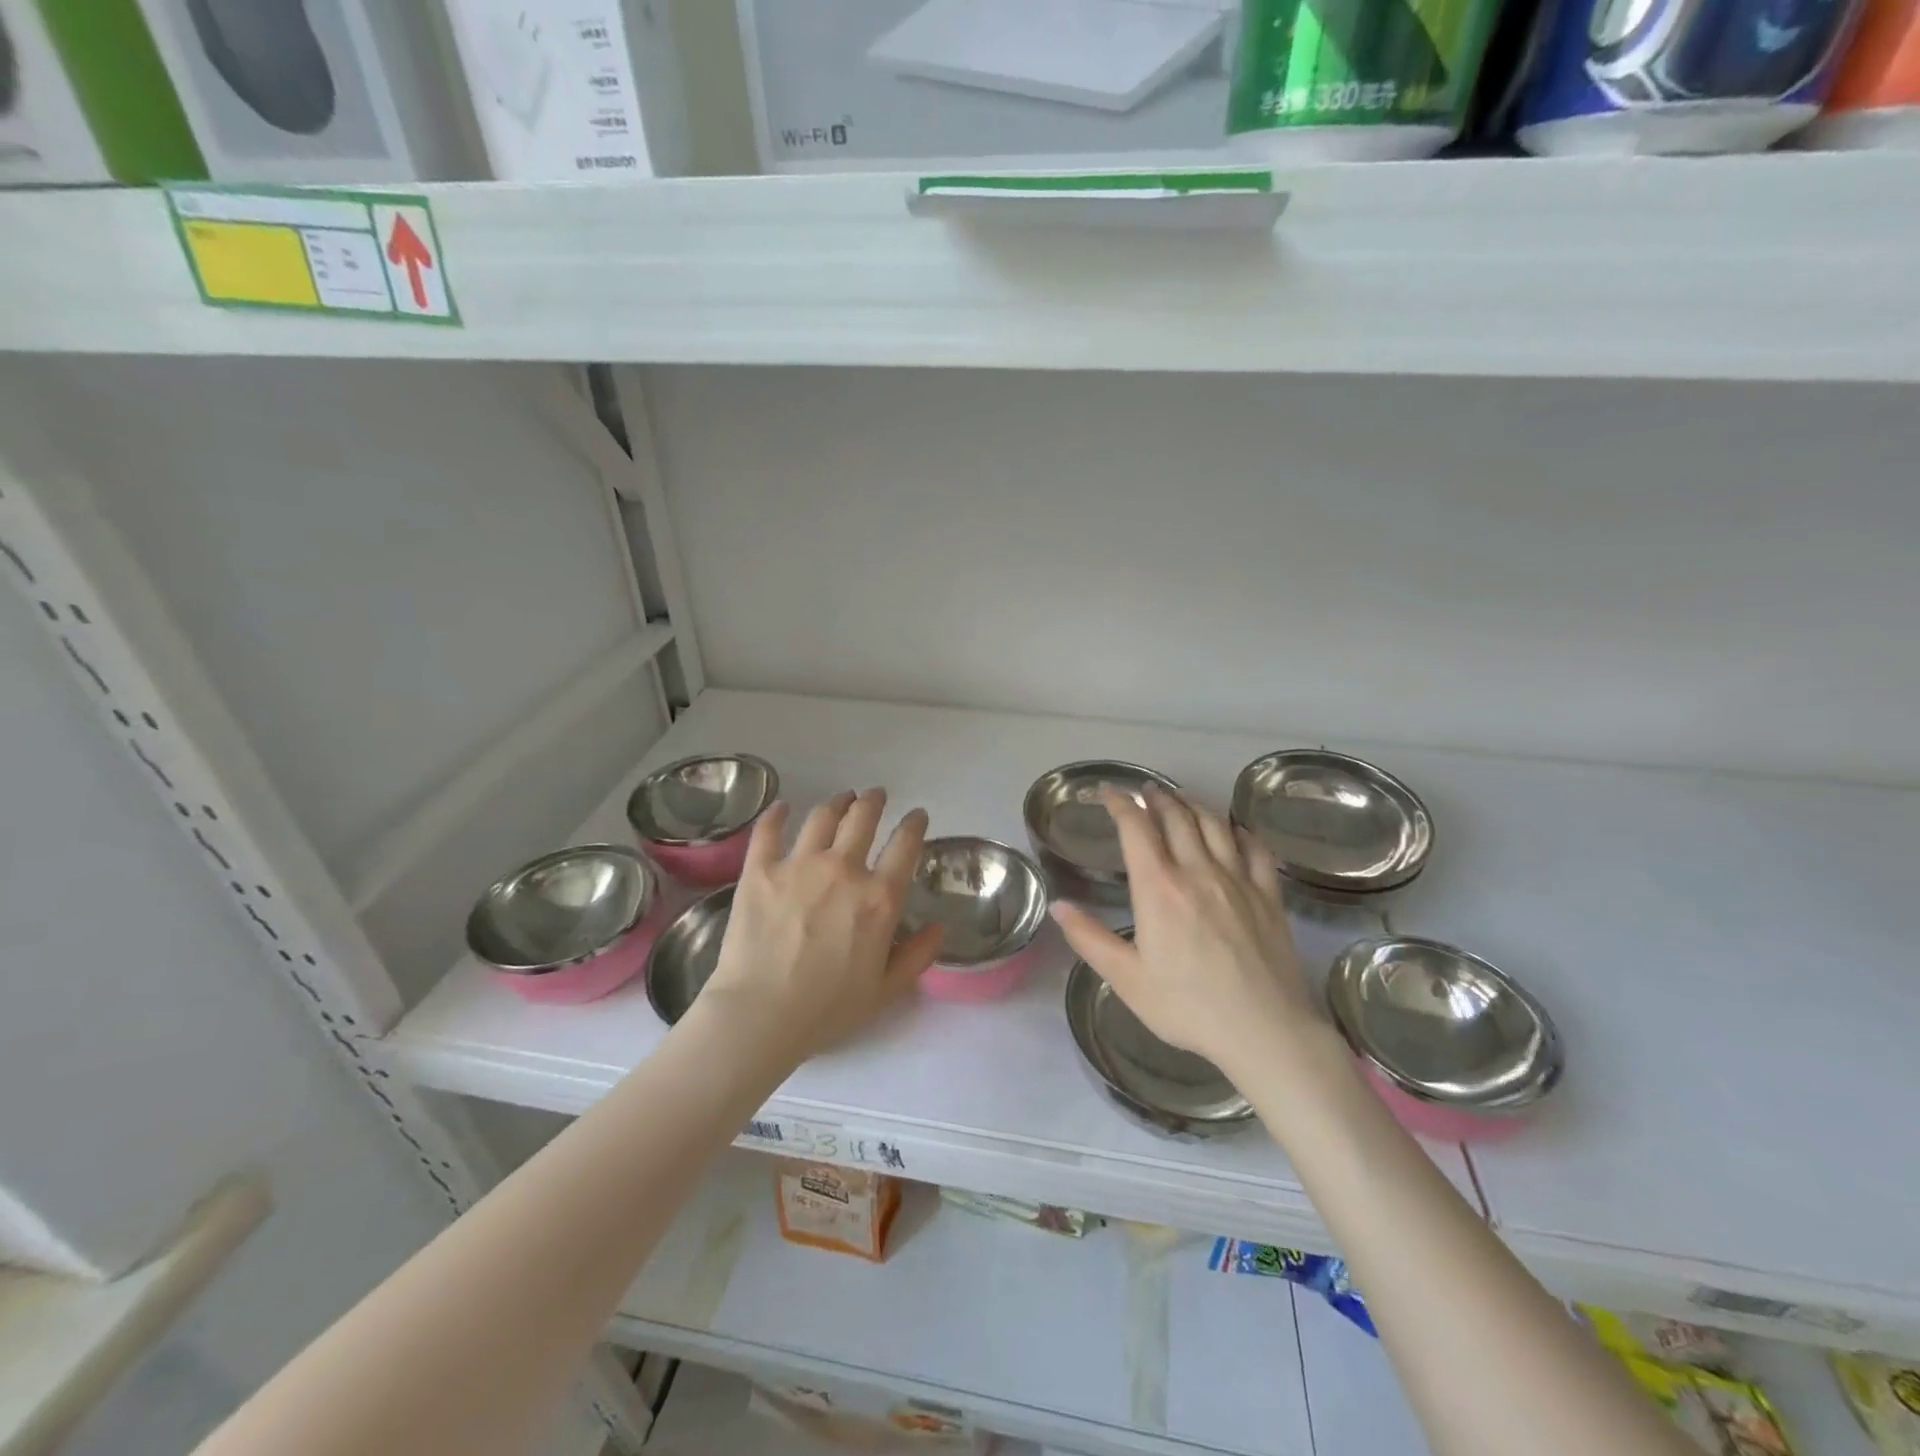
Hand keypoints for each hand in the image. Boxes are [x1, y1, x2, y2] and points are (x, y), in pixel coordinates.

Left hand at [695, 788, 942, 1064]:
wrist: (759, 1016)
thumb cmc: (827, 1010)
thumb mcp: (886, 990)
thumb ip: (917, 956)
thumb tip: (938, 927)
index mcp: (879, 898)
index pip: (905, 845)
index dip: (914, 824)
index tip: (916, 816)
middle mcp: (843, 870)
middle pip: (863, 818)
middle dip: (874, 801)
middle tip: (876, 796)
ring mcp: (798, 865)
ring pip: (822, 817)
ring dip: (837, 802)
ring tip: (842, 799)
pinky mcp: (760, 870)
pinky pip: (769, 830)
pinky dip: (777, 814)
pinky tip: (782, 807)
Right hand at [1051, 788, 1317, 1078]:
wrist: (1264, 1030)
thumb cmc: (1188, 1006)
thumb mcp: (1126, 979)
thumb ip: (1089, 938)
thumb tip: (1058, 905)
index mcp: (1158, 888)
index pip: (1136, 828)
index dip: (1121, 804)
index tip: (1109, 792)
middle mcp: (1198, 871)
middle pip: (1177, 817)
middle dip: (1157, 798)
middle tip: (1146, 791)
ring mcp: (1238, 880)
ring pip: (1215, 825)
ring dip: (1194, 805)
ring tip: (1182, 800)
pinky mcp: (1268, 895)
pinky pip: (1255, 849)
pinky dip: (1240, 831)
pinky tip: (1234, 830)